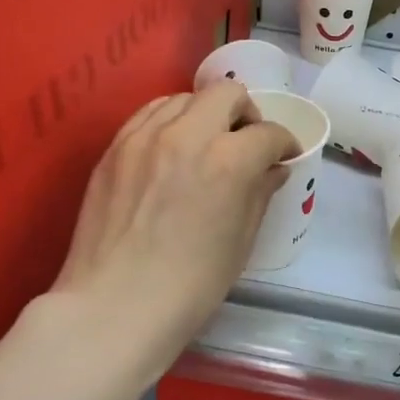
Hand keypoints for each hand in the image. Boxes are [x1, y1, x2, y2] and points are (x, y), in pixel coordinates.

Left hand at [54, 81, 297, 354]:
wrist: (116, 306)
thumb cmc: (191, 285)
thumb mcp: (241, 240)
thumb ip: (260, 193)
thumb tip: (274, 170)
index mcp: (229, 160)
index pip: (269, 133)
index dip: (284, 144)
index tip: (284, 157)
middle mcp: (188, 134)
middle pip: (228, 94)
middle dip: (247, 113)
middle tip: (246, 143)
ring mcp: (145, 136)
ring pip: (185, 98)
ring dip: (206, 114)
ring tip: (205, 144)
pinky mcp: (115, 147)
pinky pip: (149, 114)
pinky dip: (170, 121)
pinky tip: (171, 148)